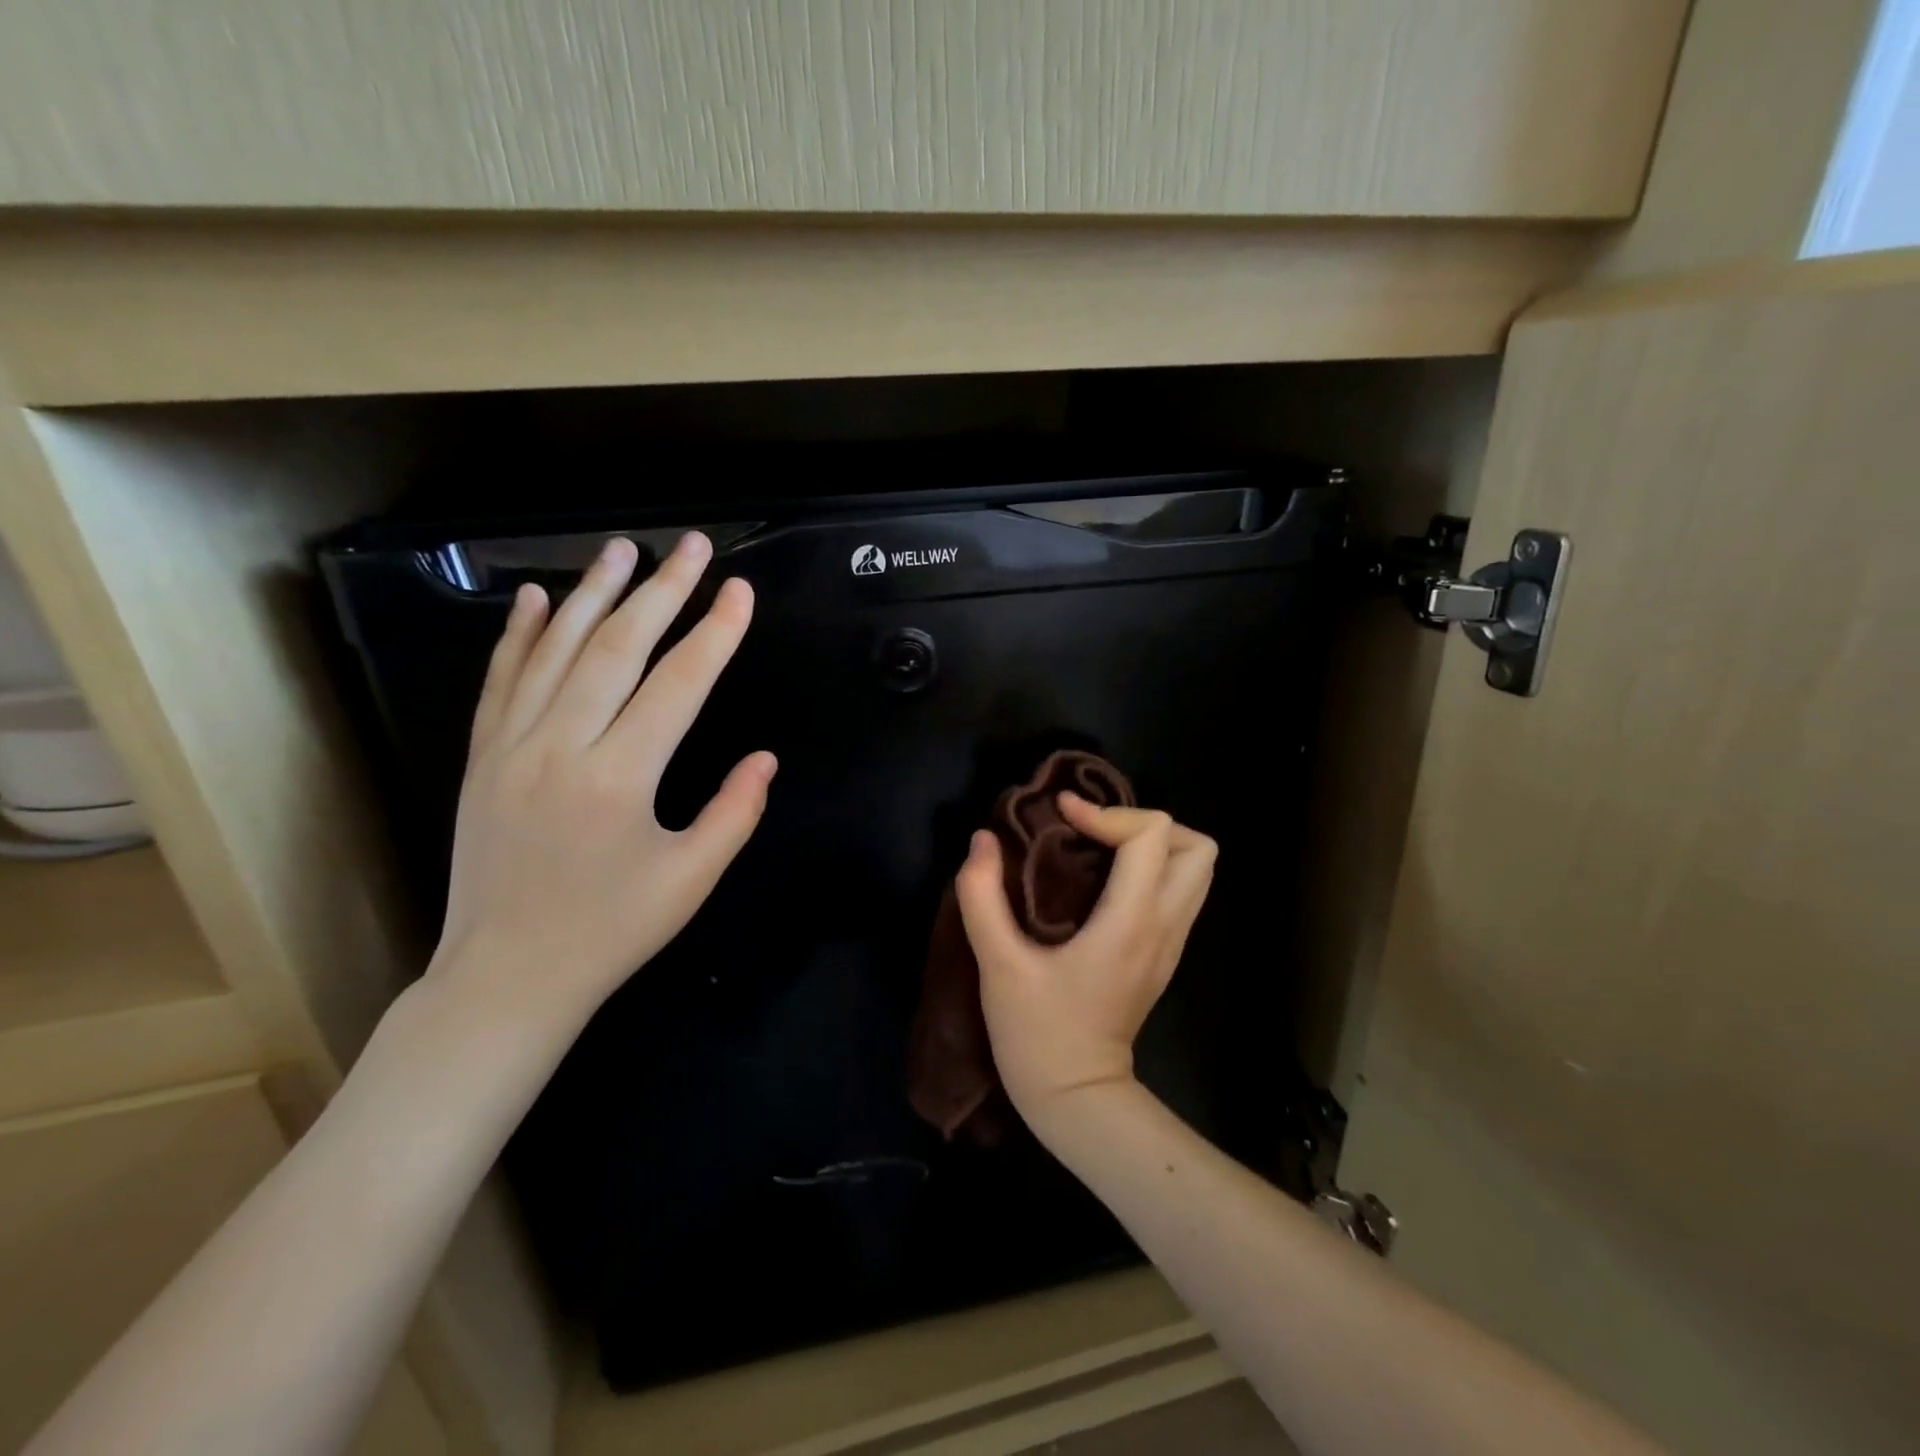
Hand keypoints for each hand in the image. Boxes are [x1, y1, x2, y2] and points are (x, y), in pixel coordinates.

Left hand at [427, 532, 775, 1032]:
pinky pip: (500, 681)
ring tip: (622, 549)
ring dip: (592, 592)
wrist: (506, 977)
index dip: (715, 633)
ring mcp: (512, 747)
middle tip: (692, 545)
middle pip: (617, 648)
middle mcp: (561, 747)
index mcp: (620, 778)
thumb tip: (765, 757)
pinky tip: (535, 597)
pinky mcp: (483, 757)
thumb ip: (735, 812)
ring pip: (555, 650)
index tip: (739, 590)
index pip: (678, 684)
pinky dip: (519, 634)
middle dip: (661, 591)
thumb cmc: (611, 932)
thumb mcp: (690, 880)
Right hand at [954, 796, 1216, 1129]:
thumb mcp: (997, 965)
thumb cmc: (1037, 1034)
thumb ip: (982, 897)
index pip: (1150, 836)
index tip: (1063, 814)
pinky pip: (1180, 892)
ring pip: (1197, 870)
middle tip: (1095, 831)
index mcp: (1129, 923)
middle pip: (1198, 848)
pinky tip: (1104, 882)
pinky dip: (1152, 870)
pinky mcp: (1164, 955)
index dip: (1106, 812)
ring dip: (1154, 845)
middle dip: (1145, 824)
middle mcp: (1164, 926)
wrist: (1077, 1099)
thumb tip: (983, 840)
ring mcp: (1171, 943)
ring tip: (1101, 849)